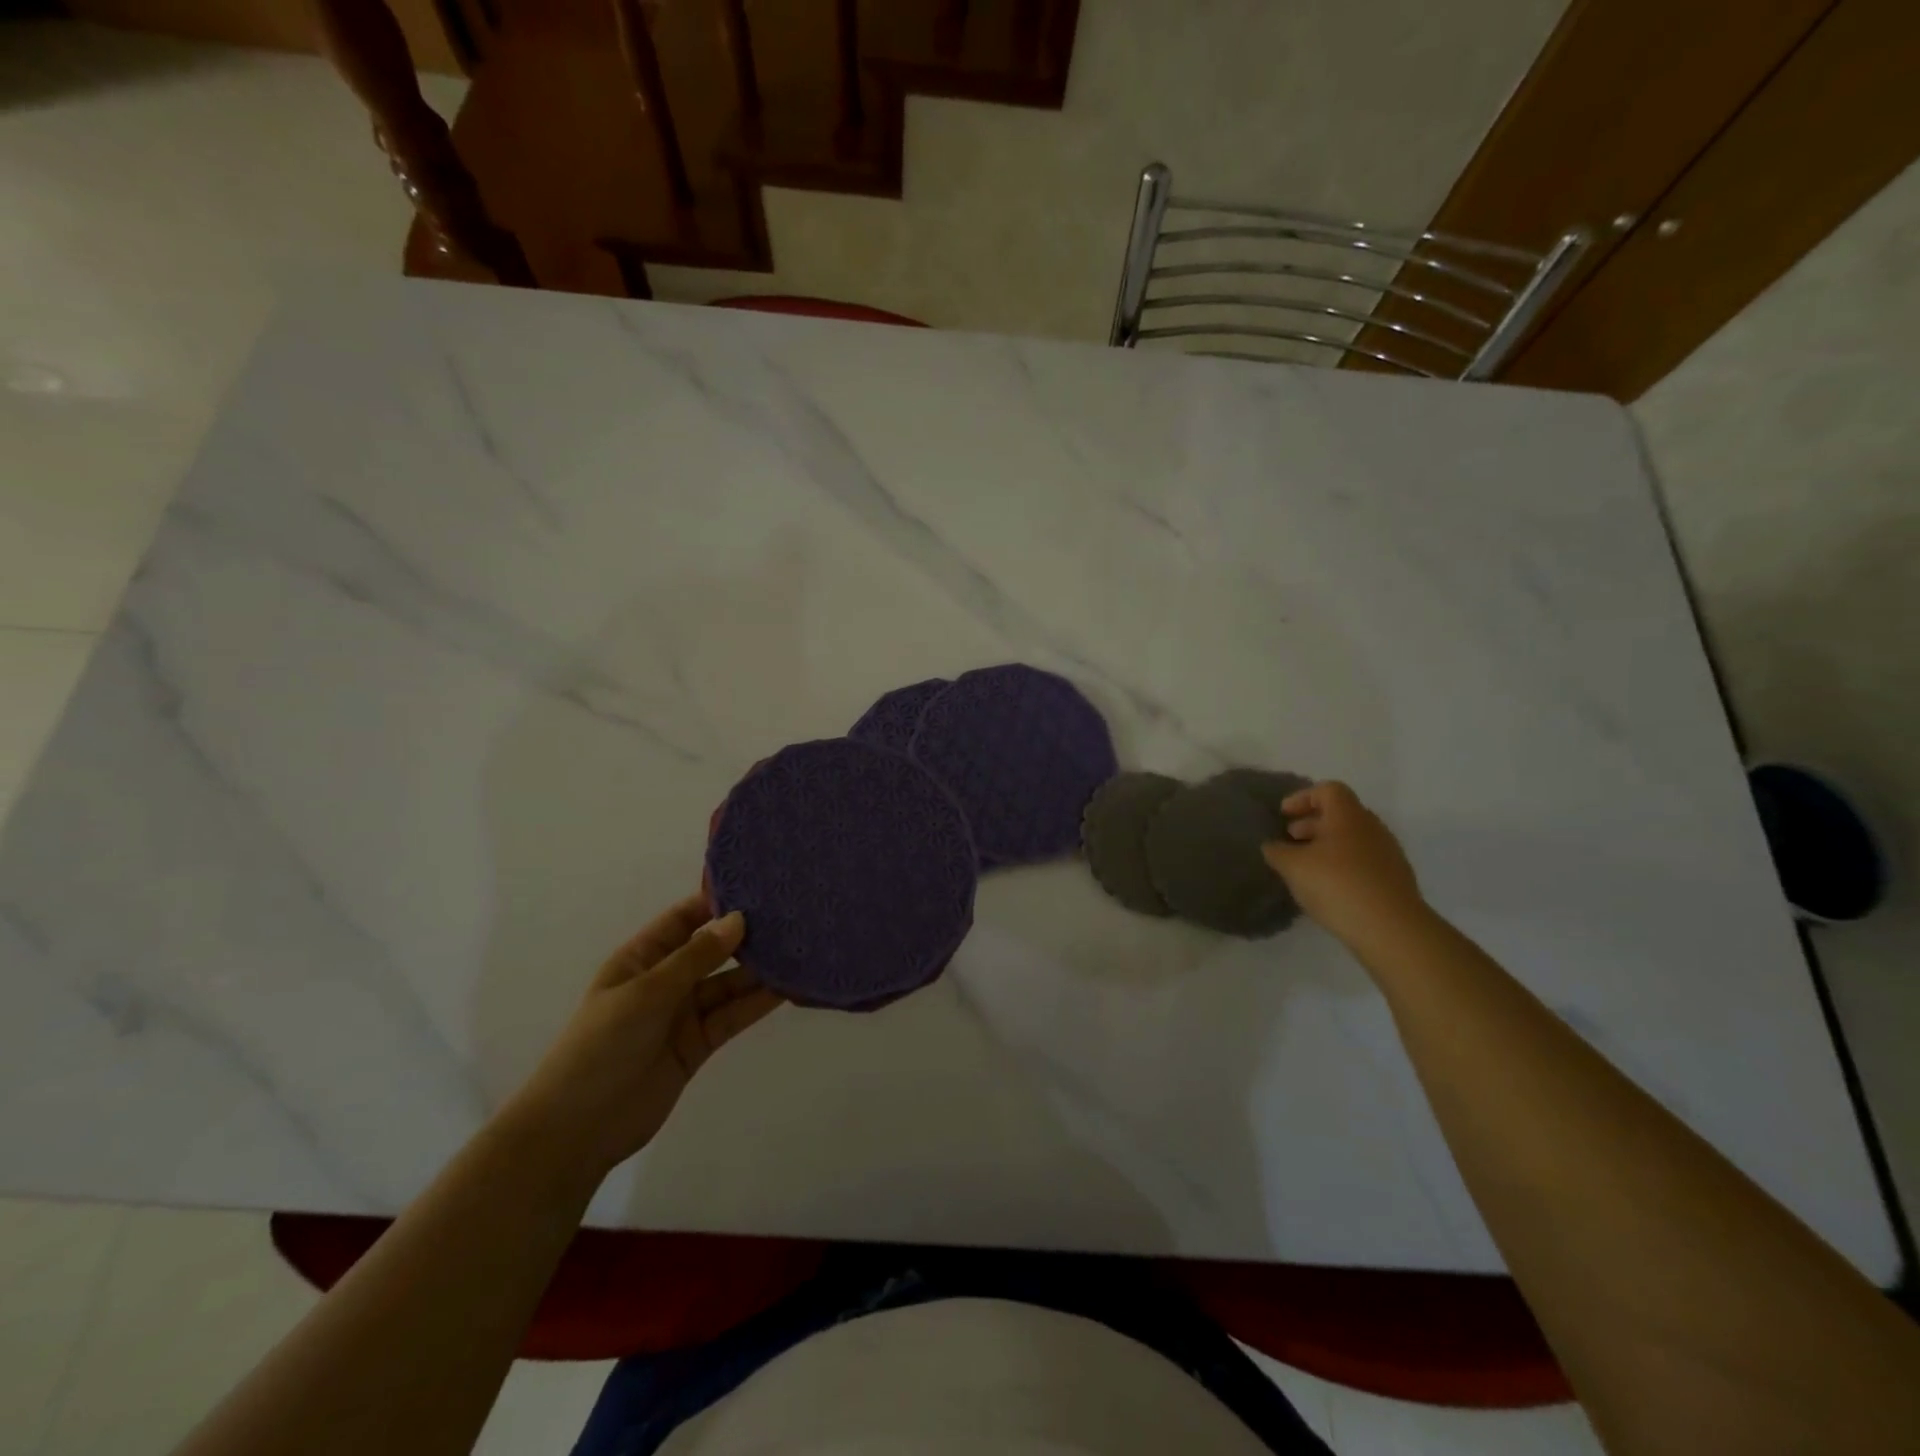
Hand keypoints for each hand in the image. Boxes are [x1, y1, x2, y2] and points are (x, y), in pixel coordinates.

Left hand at [503, 897, 781, 1181]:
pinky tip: (787, 988)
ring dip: (758, 971)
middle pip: (712, 950)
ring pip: (728, 984)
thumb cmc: (601, 1045)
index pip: (684, 918)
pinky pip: (732, 1016)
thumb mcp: (647, 992)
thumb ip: (696, 957)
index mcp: (641, 958)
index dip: (716, 902)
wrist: (577, 1129)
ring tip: (799, 950)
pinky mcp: (699, 1044)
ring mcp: (683, 1013)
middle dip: (746, 935)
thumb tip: (738, 919)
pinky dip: (757, 1003)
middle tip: (791, 916)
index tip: (758, 886)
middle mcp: (665, 980)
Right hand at [1262, 781, 1427, 950]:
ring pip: (1352, 839)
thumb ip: (1277, 851)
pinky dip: (1342, 865)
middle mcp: (1372, 828)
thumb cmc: (1337, 885)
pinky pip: (1363, 861)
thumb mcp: (1293, 867)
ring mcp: (1388, 854)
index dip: (1303, 797)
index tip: (1284, 814)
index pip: (1328, 790)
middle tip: (1291, 839)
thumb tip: (1272, 845)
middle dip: (1312, 823)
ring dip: (1327, 846)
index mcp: (1348, 816)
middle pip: (1340, 814)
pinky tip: (1328, 887)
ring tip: (1306, 866)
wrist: (1392, 929)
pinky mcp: (1395, 879)